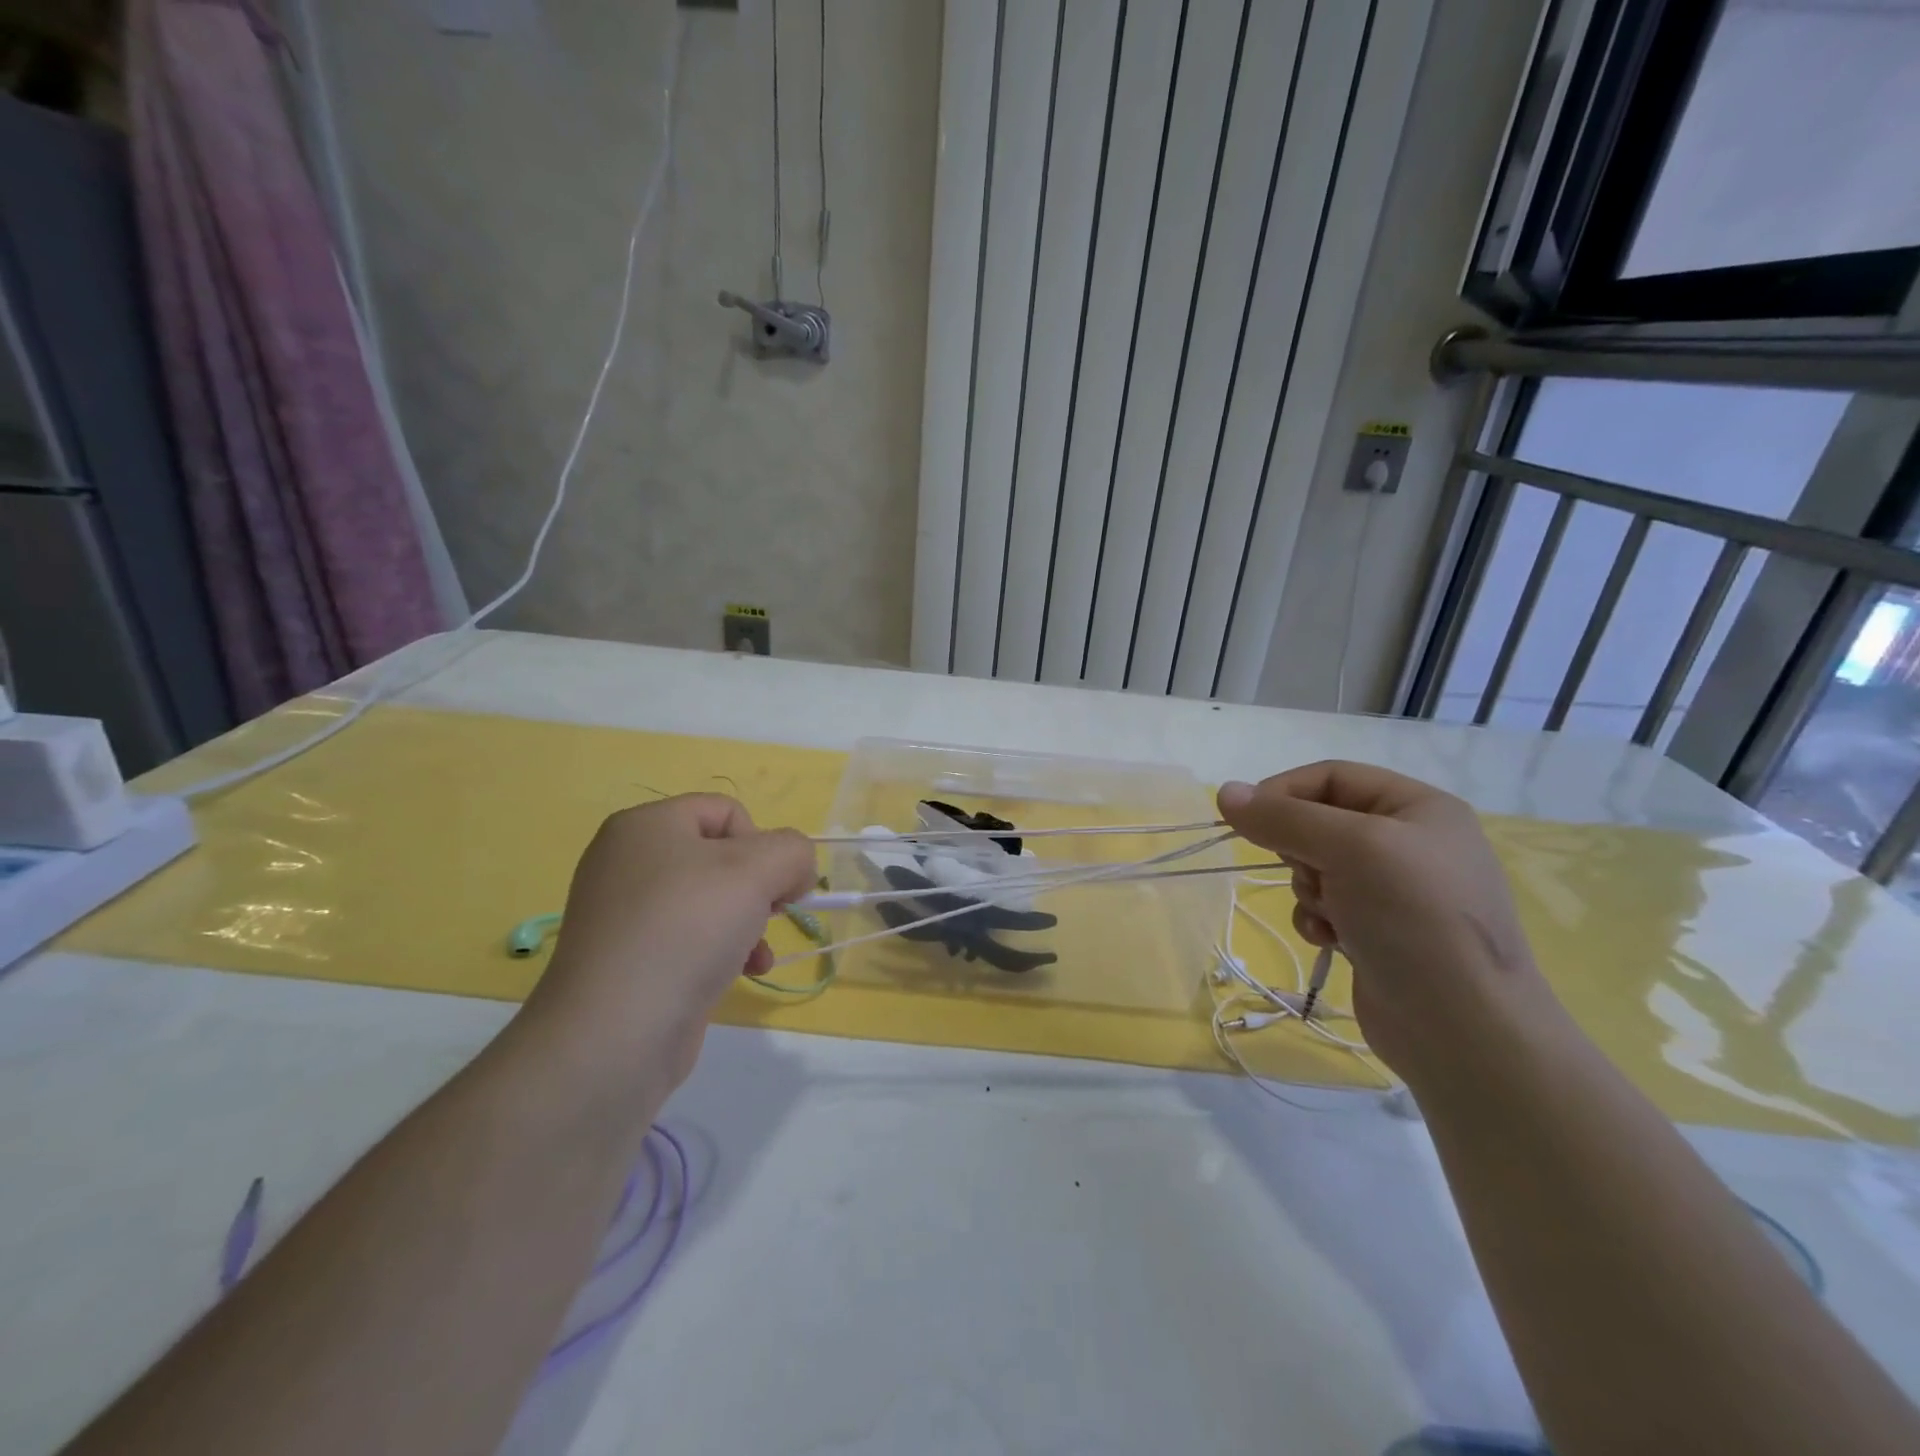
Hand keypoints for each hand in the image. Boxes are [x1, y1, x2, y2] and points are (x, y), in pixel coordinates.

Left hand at [520, 794, 815, 1097]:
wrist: (615, 1032)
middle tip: (770, 913)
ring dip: (749, 921)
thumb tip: (794, 872)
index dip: (762, 842)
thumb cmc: (687, 929)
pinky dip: (724, 949)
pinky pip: (691, 937)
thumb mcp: (758, 870)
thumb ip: (793, 852)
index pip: (727, 811)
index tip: (773, 884)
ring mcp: (625, 913)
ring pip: (711, 899)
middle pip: (720, 855)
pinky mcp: (630, 959)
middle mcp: (628, 861)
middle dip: (759, 885)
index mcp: (646, 825)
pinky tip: (742, 973)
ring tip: (757, 950)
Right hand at [1217, 762, 1545, 1083]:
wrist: (1463, 1029)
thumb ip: (1283, 818)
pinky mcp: (1379, 931)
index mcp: (1418, 808)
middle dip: (1300, 850)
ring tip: (1330, 915)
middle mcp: (1409, 842)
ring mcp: (1395, 890)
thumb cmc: (1414, 919)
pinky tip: (1330, 941)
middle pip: (1319, 822)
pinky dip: (1317, 918)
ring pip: (1316, 866)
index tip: (1245, 819)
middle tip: (1310, 873)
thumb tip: (1224, 791)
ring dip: (1308, 889)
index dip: (1283, 791)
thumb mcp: (1349, 849)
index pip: (1331, 776)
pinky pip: (1325, 906)